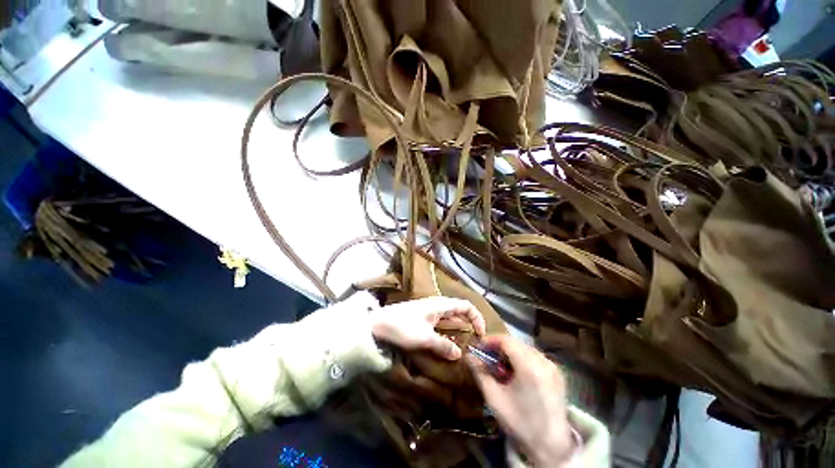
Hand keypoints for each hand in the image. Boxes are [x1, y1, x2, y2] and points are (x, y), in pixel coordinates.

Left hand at [369, 296, 485, 359]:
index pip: (466, 306)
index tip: (481, 335)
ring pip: (450, 318)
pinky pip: (441, 323)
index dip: (477, 318)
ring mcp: (430, 311)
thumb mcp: (424, 339)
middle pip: (459, 311)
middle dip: (469, 324)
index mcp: (441, 305)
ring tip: (465, 345)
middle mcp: (438, 306)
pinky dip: (447, 332)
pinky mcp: (423, 318)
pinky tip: (448, 342)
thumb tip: (459, 354)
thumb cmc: (402, 327)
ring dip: (458, 329)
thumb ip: (443, 345)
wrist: (378, 323)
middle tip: (476, 342)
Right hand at [469, 335, 574, 465]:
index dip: (490, 340)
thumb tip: (469, 355)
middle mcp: (543, 362)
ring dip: (511, 351)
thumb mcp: (494, 399)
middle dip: (499, 346)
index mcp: (529, 367)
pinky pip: (536, 356)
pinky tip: (516, 372)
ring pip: (526, 348)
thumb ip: (480, 373)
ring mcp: (553, 367)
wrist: (552, 447)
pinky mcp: (558, 374)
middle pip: (516, 343)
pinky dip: (523, 357)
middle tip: (487, 357)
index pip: (506, 340)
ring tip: (500, 365)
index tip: (479, 348)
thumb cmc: (520, 423)